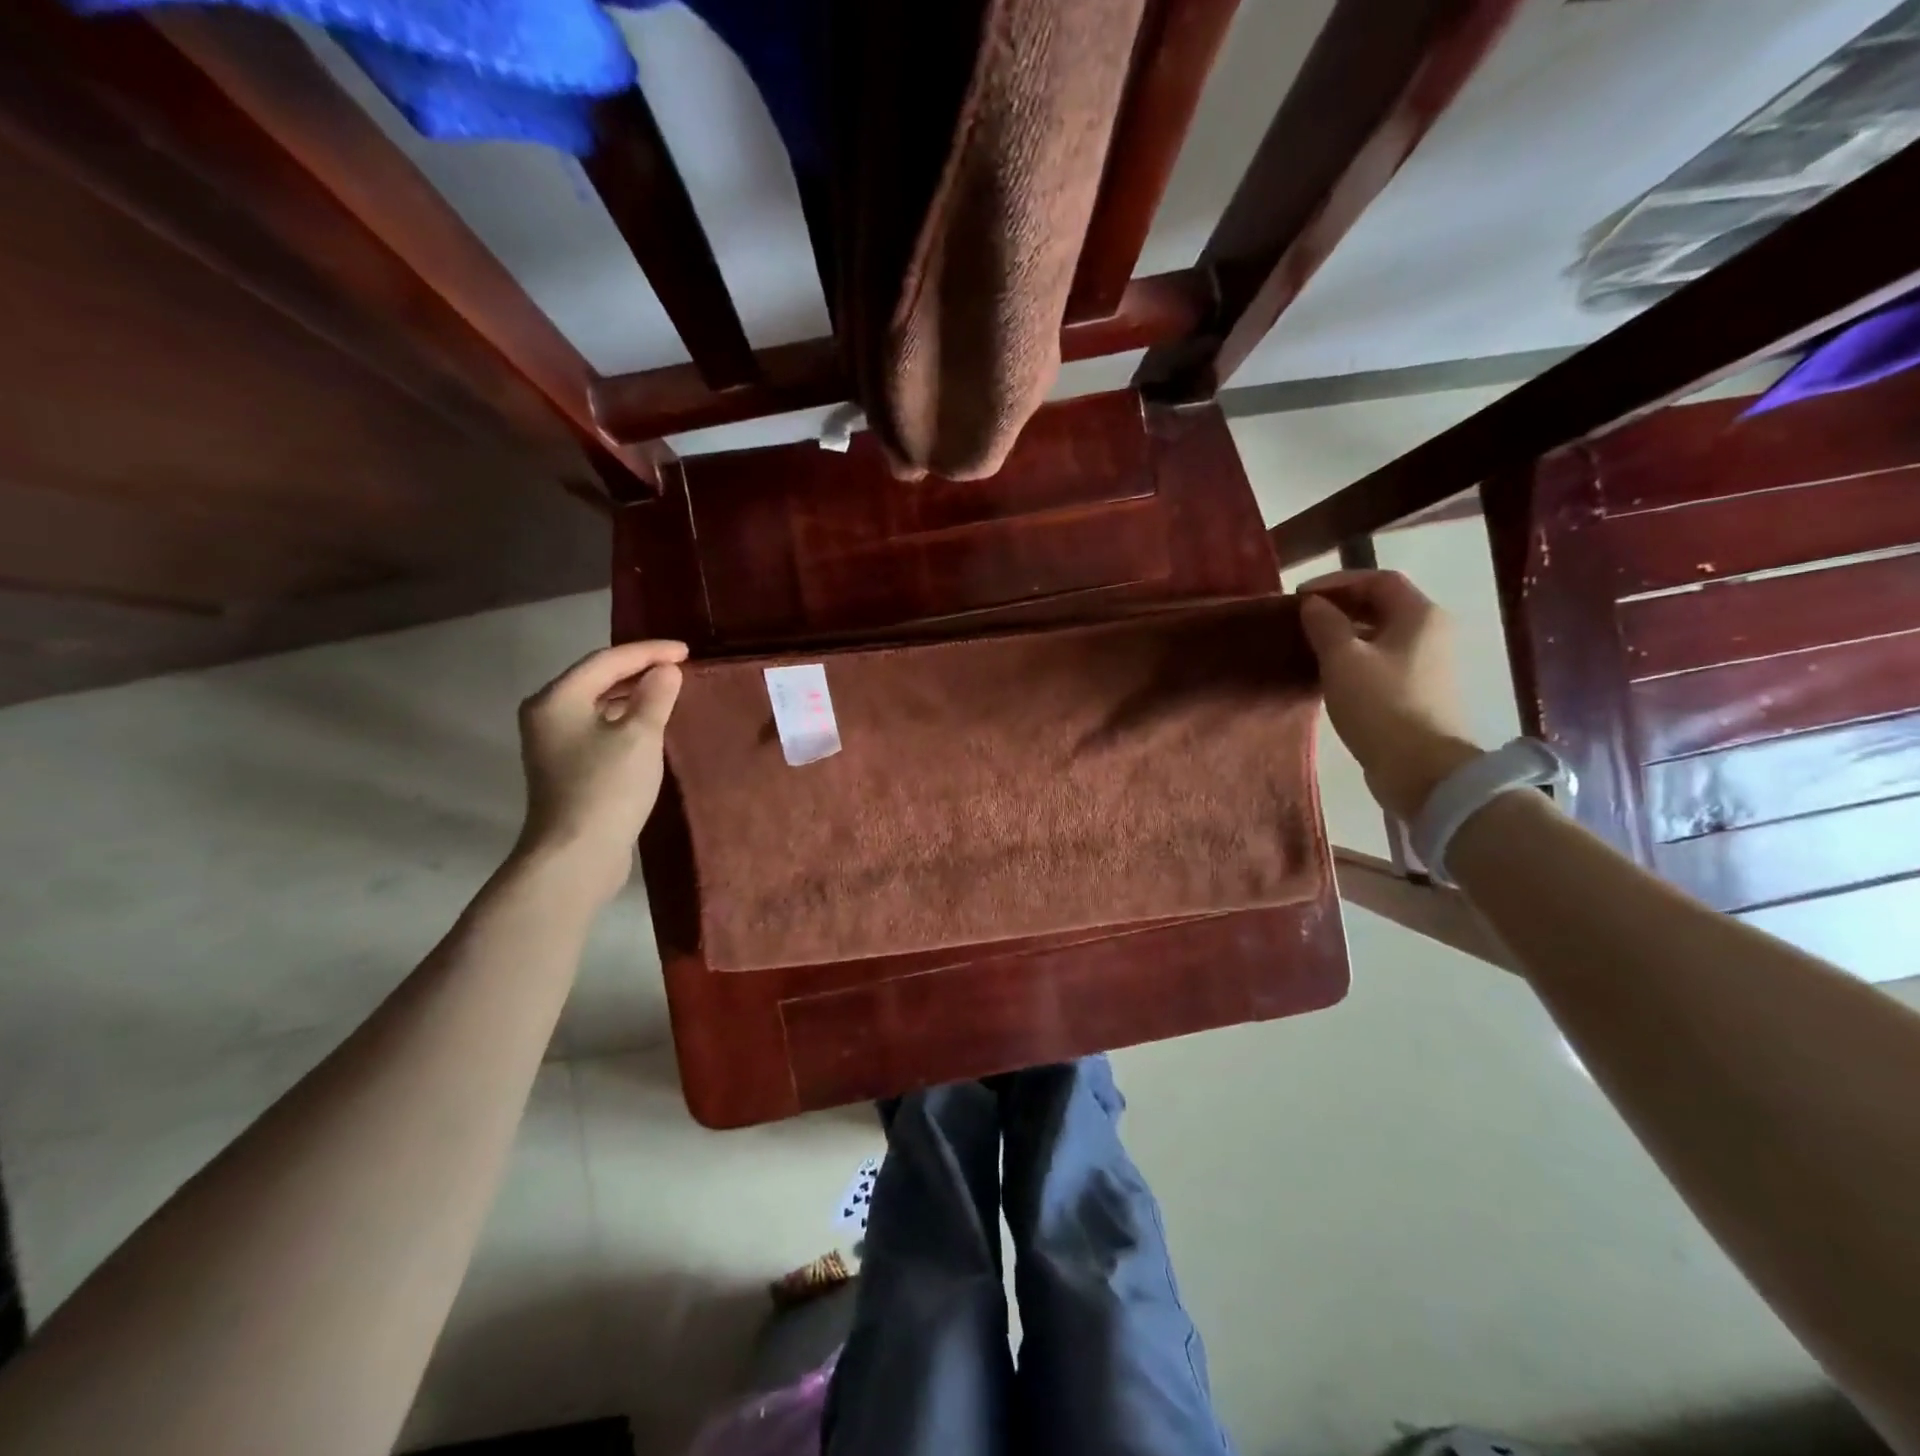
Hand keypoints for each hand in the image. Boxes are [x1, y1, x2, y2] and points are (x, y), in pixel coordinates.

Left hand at [513, 639, 687, 903]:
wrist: (576, 854)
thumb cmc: (608, 787)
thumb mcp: (640, 736)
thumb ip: (656, 696)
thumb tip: (666, 670)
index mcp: (557, 698)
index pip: (607, 660)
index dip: (649, 652)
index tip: (687, 651)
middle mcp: (547, 714)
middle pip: (597, 678)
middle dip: (639, 669)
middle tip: (680, 667)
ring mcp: (553, 742)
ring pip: (598, 704)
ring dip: (633, 694)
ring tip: (670, 691)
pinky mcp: (566, 766)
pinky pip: (599, 727)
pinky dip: (625, 718)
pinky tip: (650, 724)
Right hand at [1296, 570, 1480, 820]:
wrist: (1422, 769)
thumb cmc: (1381, 705)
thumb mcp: (1343, 660)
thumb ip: (1325, 625)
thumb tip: (1313, 605)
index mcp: (1420, 614)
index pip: (1378, 579)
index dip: (1337, 582)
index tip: (1301, 596)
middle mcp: (1432, 631)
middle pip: (1384, 604)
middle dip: (1342, 606)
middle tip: (1303, 619)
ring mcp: (1429, 663)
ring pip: (1383, 634)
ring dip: (1347, 633)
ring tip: (1311, 645)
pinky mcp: (1420, 690)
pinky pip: (1384, 659)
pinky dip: (1357, 657)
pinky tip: (1331, 673)